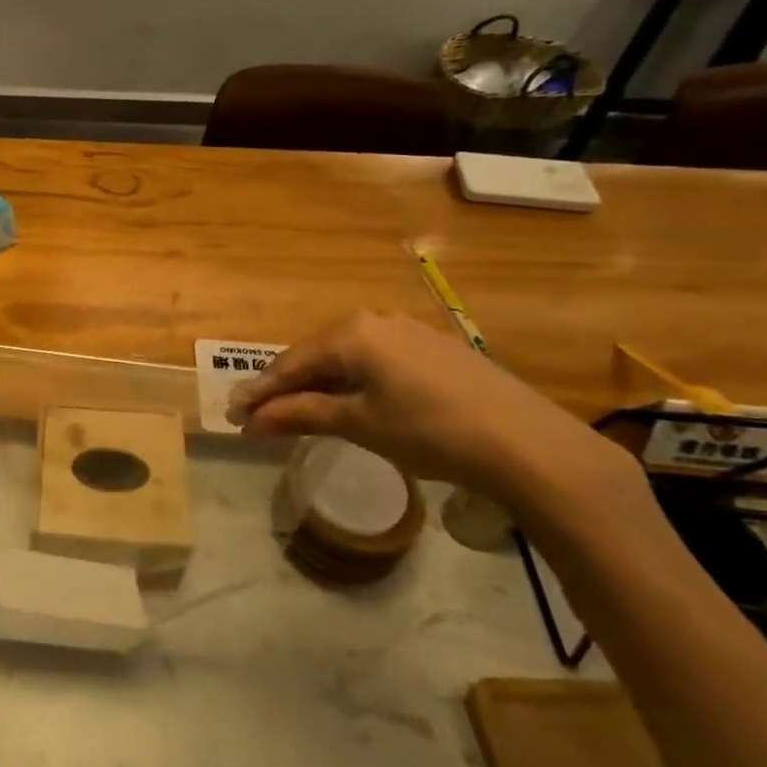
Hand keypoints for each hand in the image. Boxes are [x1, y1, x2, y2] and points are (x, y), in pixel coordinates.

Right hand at [226, 311, 633, 508]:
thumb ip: (300, 415)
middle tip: (264, 417)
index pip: (290, 364)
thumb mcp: (359, 424)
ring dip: (322, 386)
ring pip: (349, 359)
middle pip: (317, 357)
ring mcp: (411, 332)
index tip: (235, 416)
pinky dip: (356, 383)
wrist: (531, 446)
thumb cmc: (431, 431)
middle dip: (288, 388)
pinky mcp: (438, 350)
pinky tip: (357, 404)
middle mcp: (376, 320)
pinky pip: (379, 362)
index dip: (260, 392)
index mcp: (351, 332)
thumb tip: (250, 420)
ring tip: (305, 413)